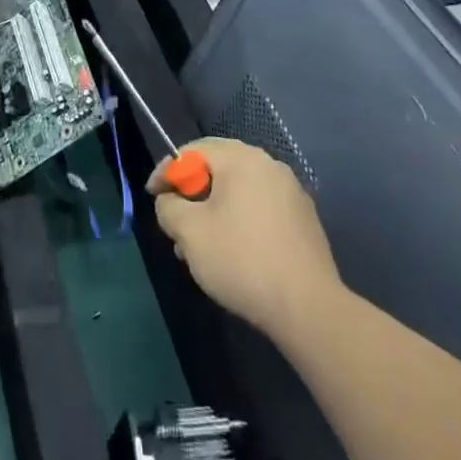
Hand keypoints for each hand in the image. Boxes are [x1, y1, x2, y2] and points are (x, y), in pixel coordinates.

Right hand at [148, 138, 341, 339]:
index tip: (152, 197)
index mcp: (242, 159)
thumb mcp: (189, 232)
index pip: (193, 151)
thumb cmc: (241, 260)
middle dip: (190, 193)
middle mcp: (269, 166)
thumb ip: (169, 207)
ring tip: (198, 246)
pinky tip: (231, 253)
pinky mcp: (303, 221)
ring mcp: (291, 193)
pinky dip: (238, 221)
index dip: (167, 171)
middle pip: (217, 169)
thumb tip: (170, 202)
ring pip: (238, 191)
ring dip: (213, 211)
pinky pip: (259, 208)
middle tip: (174, 220)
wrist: (308, 308)